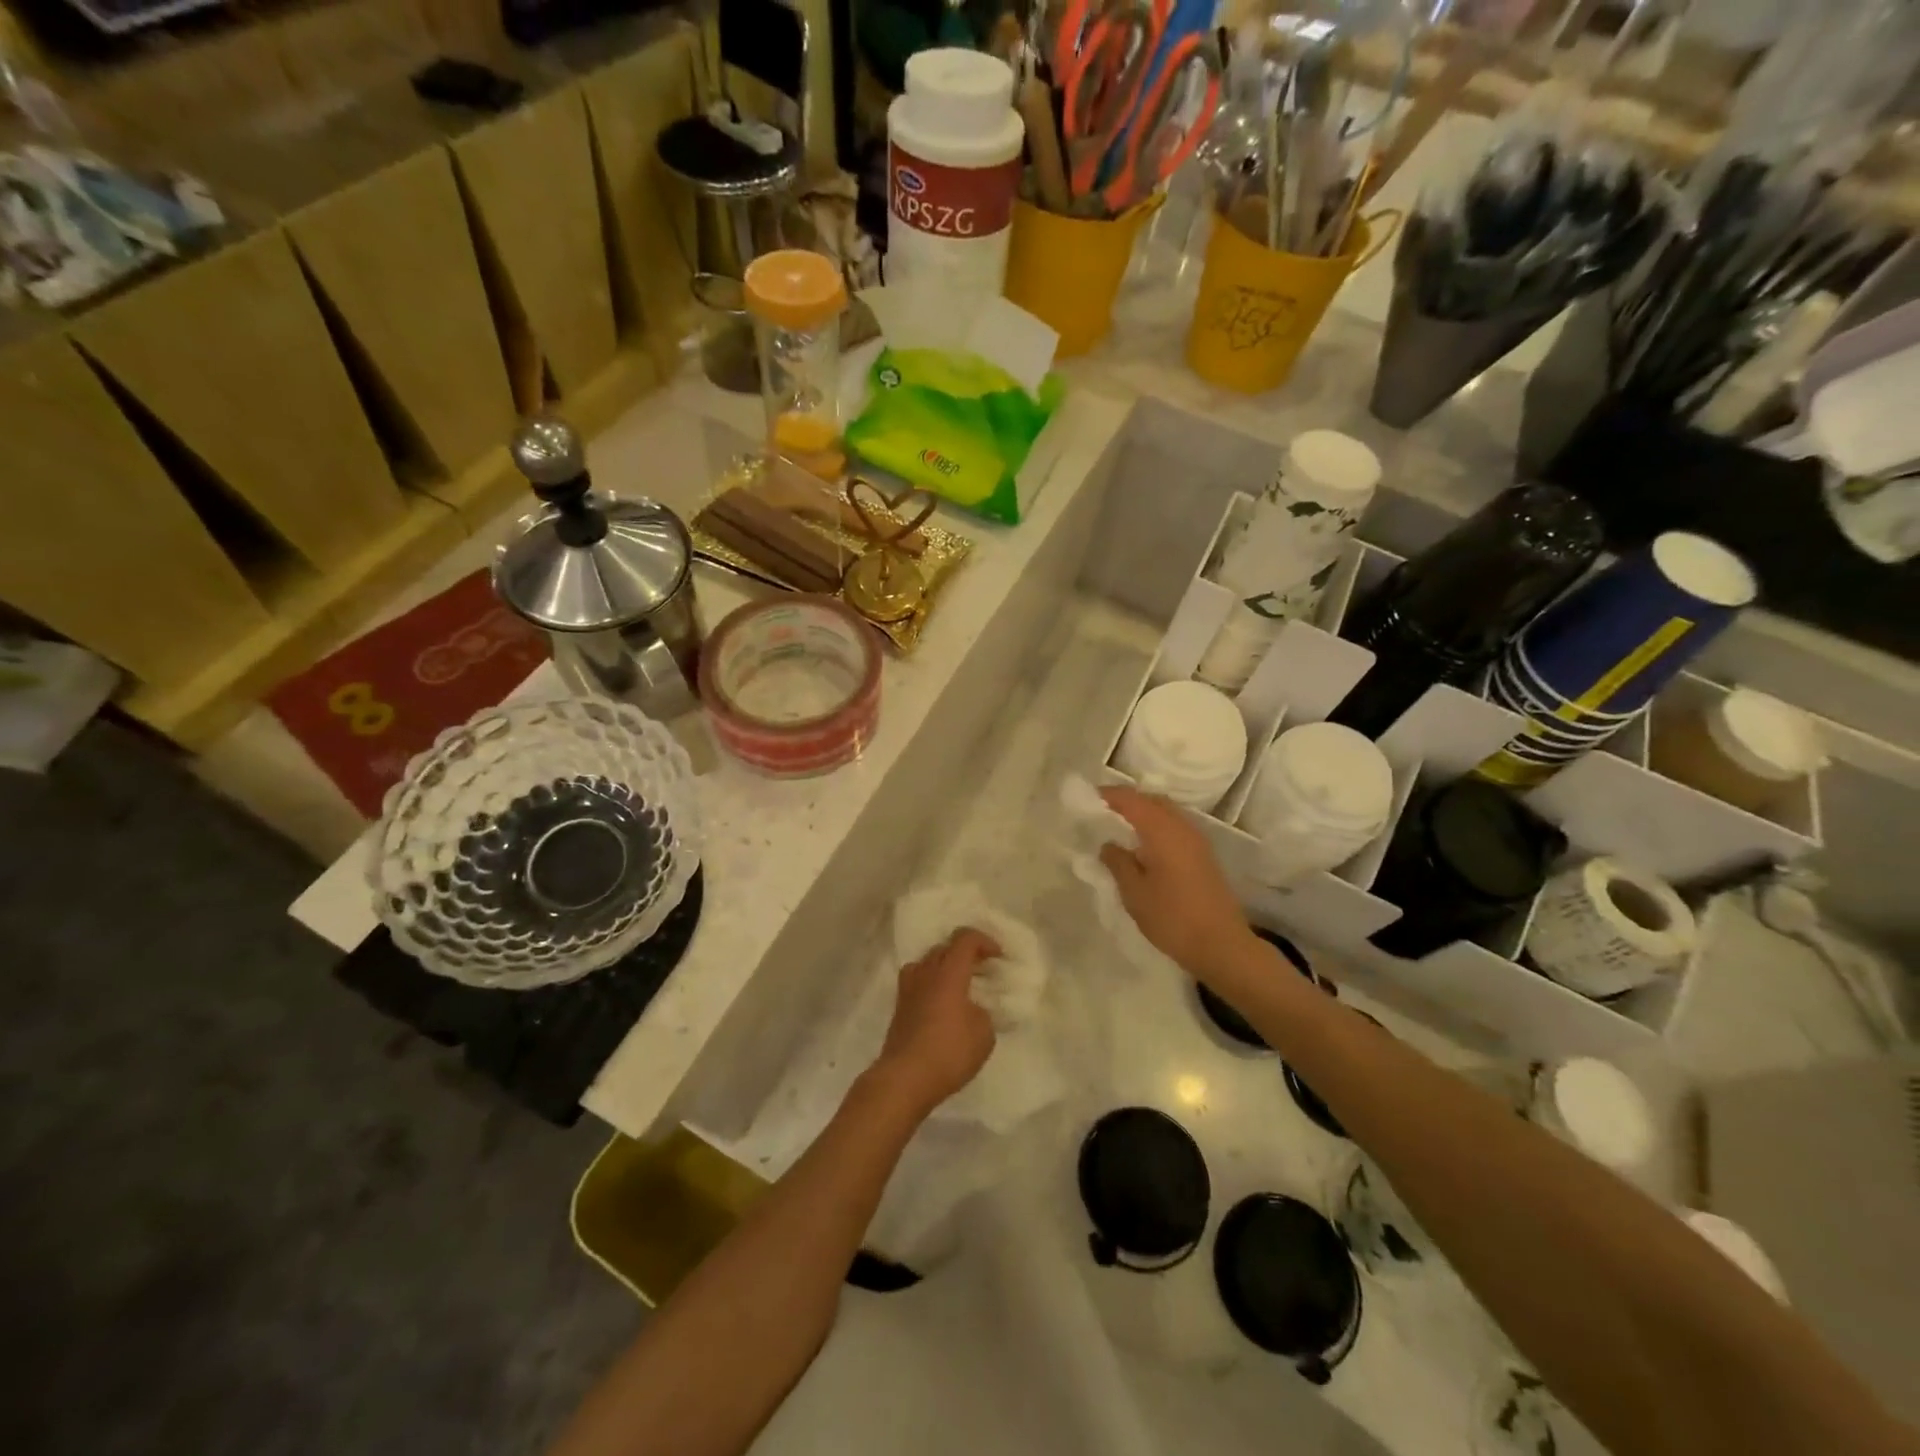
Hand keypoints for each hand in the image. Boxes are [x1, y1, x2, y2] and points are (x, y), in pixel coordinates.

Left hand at [871, 928, 1000, 1116]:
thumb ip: (983, 1013)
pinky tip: (941, 1004)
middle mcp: (926, 973)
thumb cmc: (949, 1052)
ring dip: (944, 966)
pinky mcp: (899, 1007)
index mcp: (949, 973)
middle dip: (965, 953)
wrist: (905, 1078)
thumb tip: (973, 1009)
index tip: (998, 957)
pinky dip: (931, 984)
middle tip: (981, 970)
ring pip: (927, 962)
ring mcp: (908, 989)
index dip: (984, 941)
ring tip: (958, 984)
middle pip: (944, 947)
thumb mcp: (984, 1034)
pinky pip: (917, 982)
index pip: (965, 939)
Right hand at [1099, 786, 1258, 982]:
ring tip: (1121, 825)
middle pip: (1153, 801)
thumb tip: (1108, 845)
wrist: (1221, 945)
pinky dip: (1157, 826)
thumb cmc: (1172, 918)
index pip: (1133, 801)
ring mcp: (1197, 841)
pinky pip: (1176, 827)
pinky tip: (1145, 845)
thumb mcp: (1135, 893)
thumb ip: (1118, 863)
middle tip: (1104, 809)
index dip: (1111, 795)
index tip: (1089, 797)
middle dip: (1129, 800)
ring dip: (1145, 812)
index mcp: (1163, 831)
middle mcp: (1182, 828)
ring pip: (1167, 813)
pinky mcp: (1204, 856)